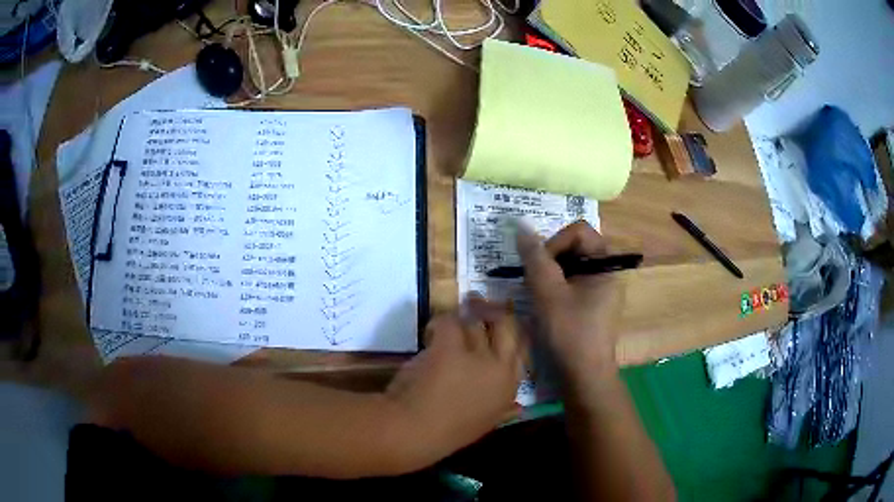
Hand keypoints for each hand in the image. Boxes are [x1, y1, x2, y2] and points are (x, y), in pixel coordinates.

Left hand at [385, 297, 522, 466]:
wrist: (415, 431)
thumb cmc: (448, 433)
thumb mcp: (486, 424)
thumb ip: (504, 411)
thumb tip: (520, 407)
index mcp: (510, 387)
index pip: (522, 348)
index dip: (512, 332)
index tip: (502, 324)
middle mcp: (500, 368)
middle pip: (506, 327)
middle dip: (494, 313)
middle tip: (480, 305)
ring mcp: (477, 356)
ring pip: (476, 322)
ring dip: (463, 318)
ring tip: (452, 320)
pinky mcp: (450, 347)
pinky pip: (449, 322)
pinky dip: (439, 323)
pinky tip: (432, 331)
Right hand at [516, 220, 623, 379]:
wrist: (585, 375)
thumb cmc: (569, 332)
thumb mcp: (548, 292)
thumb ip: (535, 257)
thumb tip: (521, 225)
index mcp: (606, 264)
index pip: (579, 231)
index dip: (555, 241)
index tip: (539, 265)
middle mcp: (608, 272)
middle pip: (576, 246)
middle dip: (550, 258)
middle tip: (534, 280)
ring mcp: (603, 289)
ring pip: (572, 265)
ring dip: (551, 274)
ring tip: (537, 294)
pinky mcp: (595, 304)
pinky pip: (574, 283)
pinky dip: (557, 287)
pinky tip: (546, 305)